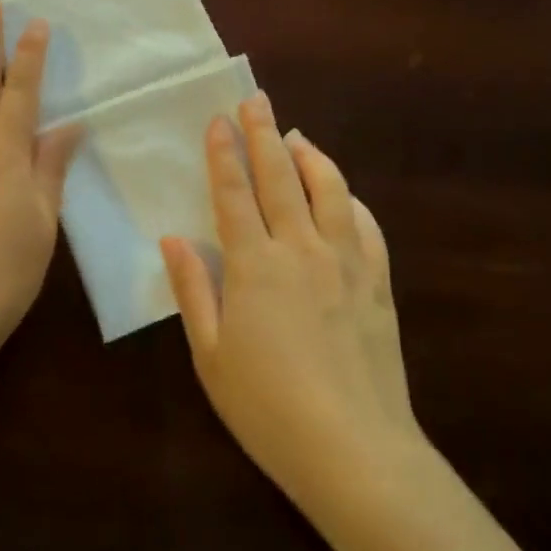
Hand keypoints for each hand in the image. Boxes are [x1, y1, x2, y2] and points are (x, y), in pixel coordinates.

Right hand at [161, 92, 421, 509]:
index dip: (224, 154)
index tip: (218, 119)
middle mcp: (302, 250)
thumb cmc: (268, 408)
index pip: (234, 194)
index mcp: (255, 265)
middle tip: (255, 100)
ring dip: (312, 156)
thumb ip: (193, 290)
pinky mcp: (378, 283)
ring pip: (330, 190)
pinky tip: (343, 195)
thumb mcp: (211, 355)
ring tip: (296, 135)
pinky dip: (351, 200)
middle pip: (281, 177)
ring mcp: (347, 262)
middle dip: (264, 134)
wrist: (355, 451)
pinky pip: (367, 226)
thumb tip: (173, 238)